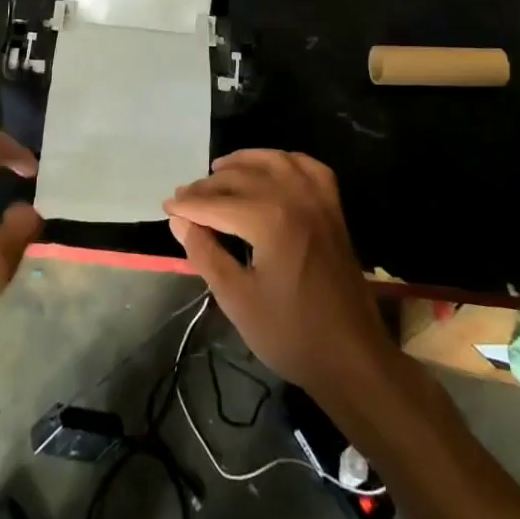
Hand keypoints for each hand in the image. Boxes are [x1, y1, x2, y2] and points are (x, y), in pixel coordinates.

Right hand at [164, 150, 395, 401]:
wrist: (353, 357)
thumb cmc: (291, 334)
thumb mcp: (237, 300)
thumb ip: (205, 254)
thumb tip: (179, 221)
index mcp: (269, 220)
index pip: (216, 203)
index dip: (188, 205)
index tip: (166, 206)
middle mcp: (294, 197)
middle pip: (241, 177)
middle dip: (208, 185)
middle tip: (185, 196)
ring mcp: (318, 200)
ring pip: (274, 162)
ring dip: (243, 163)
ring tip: (218, 171)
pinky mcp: (334, 209)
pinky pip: (309, 168)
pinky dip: (286, 161)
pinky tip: (272, 168)